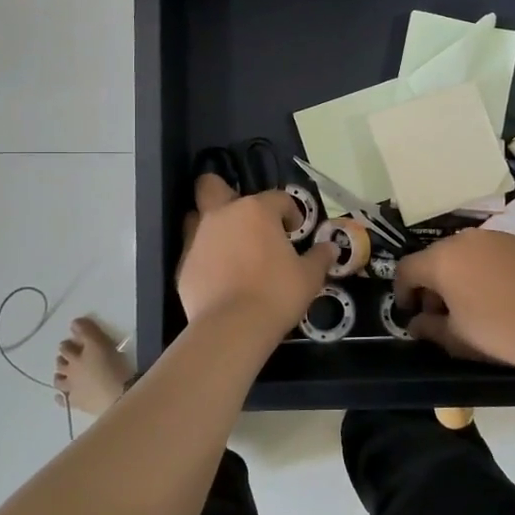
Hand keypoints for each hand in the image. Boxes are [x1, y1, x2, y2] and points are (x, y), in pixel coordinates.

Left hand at [178, 174, 336, 333]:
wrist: (232, 328)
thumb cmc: (276, 294)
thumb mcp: (309, 277)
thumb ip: (319, 257)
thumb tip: (330, 248)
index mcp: (256, 211)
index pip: (277, 198)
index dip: (290, 212)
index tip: (296, 232)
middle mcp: (223, 215)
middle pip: (212, 186)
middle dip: (225, 192)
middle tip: (244, 218)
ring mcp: (198, 239)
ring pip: (197, 217)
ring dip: (213, 226)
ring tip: (231, 248)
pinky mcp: (183, 265)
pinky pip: (194, 251)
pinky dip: (205, 257)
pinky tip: (219, 277)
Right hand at [395, 229, 514, 369]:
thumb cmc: (493, 331)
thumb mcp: (453, 336)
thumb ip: (428, 327)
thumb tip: (415, 323)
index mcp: (440, 260)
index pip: (407, 269)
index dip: (403, 291)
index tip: (410, 312)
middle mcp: (463, 239)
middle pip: (436, 257)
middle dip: (432, 282)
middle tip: (440, 310)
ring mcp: (494, 237)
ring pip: (465, 251)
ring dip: (459, 272)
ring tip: (471, 299)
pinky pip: (492, 252)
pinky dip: (487, 267)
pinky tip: (499, 290)